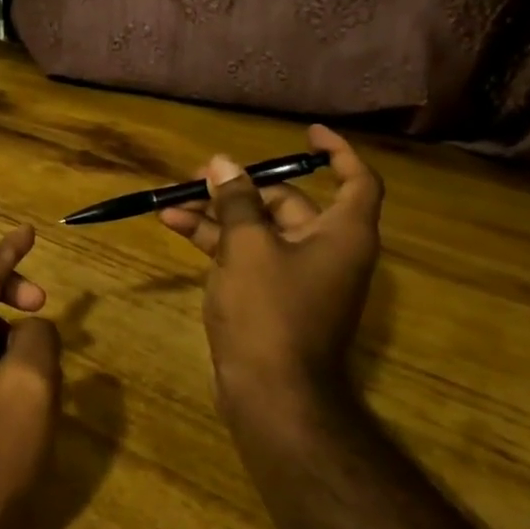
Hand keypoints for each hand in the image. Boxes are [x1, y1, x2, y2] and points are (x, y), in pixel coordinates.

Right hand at [159, 124, 383, 439]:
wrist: (272, 394)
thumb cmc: (270, 311)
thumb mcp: (248, 246)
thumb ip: (236, 201)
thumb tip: (224, 164)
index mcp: (342, 234)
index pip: (356, 181)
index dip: (337, 152)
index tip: (307, 134)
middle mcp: (327, 251)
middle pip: (291, 203)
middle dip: (244, 186)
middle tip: (201, 173)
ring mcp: (299, 277)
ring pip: (260, 229)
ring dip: (219, 214)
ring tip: (173, 199)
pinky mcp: (273, 298)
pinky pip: (248, 255)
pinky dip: (217, 241)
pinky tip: (176, 226)